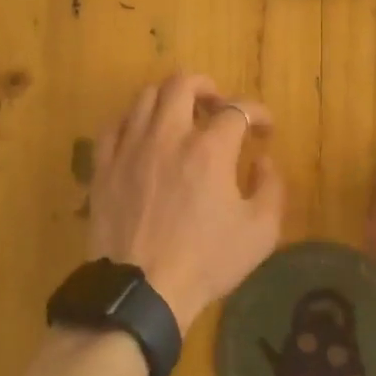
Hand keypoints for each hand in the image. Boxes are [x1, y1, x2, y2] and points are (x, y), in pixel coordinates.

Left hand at [89, 73, 285, 331]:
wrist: (141, 291)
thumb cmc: (206, 261)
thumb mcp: (260, 232)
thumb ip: (271, 188)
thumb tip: (262, 160)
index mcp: (209, 149)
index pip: (238, 109)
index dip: (258, 113)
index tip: (265, 129)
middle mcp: (168, 135)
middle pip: (183, 84)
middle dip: (207, 88)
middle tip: (218, 107)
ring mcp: (130, 147)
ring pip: (145, 96)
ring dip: (169, 99)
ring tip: (180, 118)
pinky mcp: (103, 165)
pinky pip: (114, 125)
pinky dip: (133, 121)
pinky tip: (142, 136)